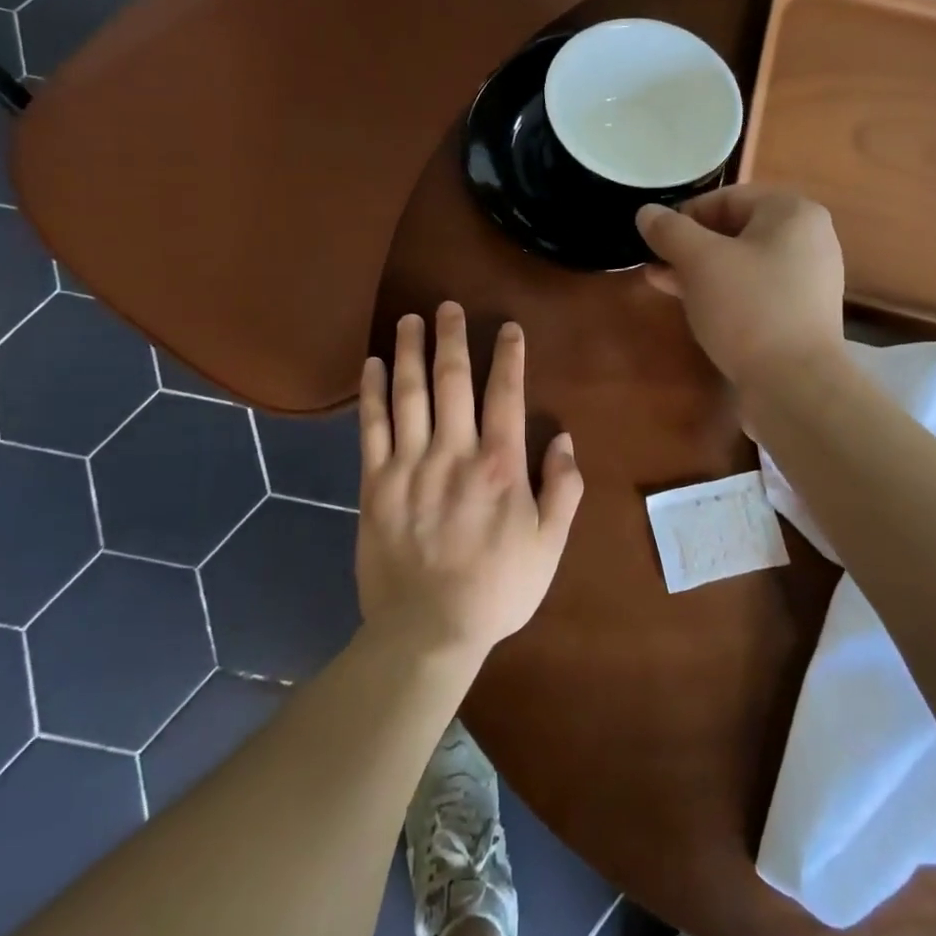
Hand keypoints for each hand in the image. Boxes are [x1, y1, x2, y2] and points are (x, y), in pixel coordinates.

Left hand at [357, 302, 582, 659]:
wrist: (427, 630)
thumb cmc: (497, 589)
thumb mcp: (549, 545)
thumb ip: (563, 489)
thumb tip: (564, 439)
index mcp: (501, 466)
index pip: (505, 395)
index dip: (509, 357)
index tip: (507, 327)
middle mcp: (454, 453)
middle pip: (452, 381)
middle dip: (452, 338)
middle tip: (447, 306)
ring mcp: (410, 466)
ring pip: (409, 394)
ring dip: (409, 352)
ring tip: (409, 320)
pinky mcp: (374, 484)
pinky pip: (371, 428)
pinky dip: (371, 392)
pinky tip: (371, 365)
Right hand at [636, 186, 845, 385]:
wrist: (795, 384)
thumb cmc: (748, 307)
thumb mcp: (699, 262)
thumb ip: (670, 231)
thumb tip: (646, 212)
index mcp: (792, 213)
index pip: (728, 198)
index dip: (685, 214)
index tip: (656, 239)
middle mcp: (808, 239)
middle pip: (736, 230)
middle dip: (690, 245)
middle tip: (655, 262)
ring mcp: (807, 280)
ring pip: (742, 264)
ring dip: (700, 271)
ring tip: (662, 282)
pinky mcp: (800, 315)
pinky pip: (755, 291)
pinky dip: (723, 293)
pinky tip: (692, 306)